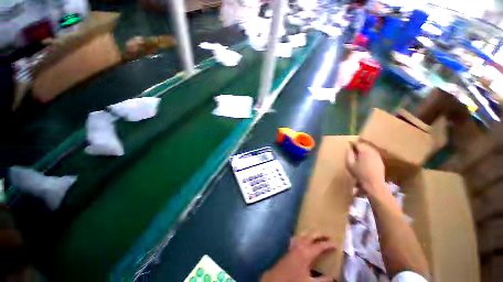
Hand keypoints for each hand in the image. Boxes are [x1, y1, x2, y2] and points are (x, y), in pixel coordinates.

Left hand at [260, 234, 335, 281]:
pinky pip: (297, 237)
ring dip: (311, 234)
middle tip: (328, 236)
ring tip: (318, 235)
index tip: (336, 244)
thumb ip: (323, 280)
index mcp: (307, 253)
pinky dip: (302, 236)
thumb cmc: (294, 280)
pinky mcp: (289, 247)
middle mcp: (300, 245)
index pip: (320, 246)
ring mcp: (293, 245)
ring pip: (303, 234)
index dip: (328, 244)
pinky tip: (303, 238)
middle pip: (311, 236)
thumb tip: (334, 278)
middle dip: (320, 235)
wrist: (277, 279)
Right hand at [345, 141, 384, 196]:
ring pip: (368, 148)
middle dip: (357, 146)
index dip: (352, 143)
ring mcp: (377, 155)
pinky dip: (367, 154)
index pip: (357, 143)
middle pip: (364, 144)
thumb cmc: (360, 174)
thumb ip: (348, 153)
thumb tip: (347, 145)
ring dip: (362, 150)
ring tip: (357, 154)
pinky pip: (372, 153)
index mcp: (365, 151)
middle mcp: (372, 151)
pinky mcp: (380, 160)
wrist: (374, 184)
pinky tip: (364, 159)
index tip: (347, 145)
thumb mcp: (350, 163)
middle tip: (351, 150)